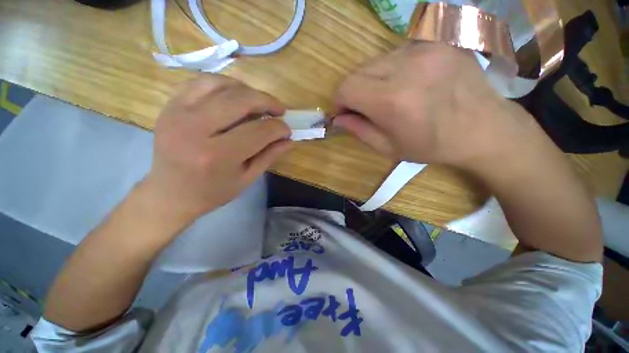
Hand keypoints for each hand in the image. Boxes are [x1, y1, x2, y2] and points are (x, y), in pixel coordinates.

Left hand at [141, 75, 292, 226]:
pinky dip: (224, 84)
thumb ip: (270, 156)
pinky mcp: (169, 106)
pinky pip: (201, 82)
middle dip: (267, 101)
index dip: (279, 128)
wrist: (169, 193)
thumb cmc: (212, 192)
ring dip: (247, 90)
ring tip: (258, 102)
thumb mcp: (247, 178)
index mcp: (217, 156)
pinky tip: (235, 96)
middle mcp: (195, 129)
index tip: (287, 130)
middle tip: (279, 110)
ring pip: (221, 84)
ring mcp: (177, 113)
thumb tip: (290, 140)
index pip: (259, 131)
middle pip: (240, 100)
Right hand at [333, 42, 541, 169]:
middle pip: (357, 71)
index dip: (339, 101)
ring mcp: (425, 49)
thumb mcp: (389, 148)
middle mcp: (406, 67)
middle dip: (353, 91)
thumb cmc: (432, 146)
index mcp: (392, 100)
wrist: (484, 129)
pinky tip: (406, 84)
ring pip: (375, 60)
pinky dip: (391, 70)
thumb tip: (338, 118)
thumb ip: (359, 131)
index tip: (345, 112)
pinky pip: (398, 54)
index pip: (346, 87)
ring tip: (387, 96)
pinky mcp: (438, 42)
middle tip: (364, 107)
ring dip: (372, 80)